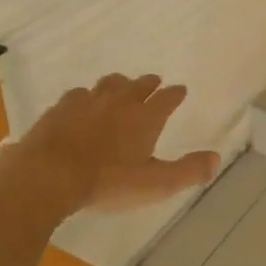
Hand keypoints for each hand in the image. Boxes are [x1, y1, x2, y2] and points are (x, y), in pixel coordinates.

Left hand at [6, 74, 220, 214]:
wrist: (49, 175)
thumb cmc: (108, 182)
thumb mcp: (155, 184)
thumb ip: (187, 171)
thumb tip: (216, 158)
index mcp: (145, 117)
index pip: (167, 98)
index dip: (175, 94)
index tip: (180, 90)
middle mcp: (119, 102)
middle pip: (138, 85)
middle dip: (149, 83)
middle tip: (155, 81)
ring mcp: (88, 101)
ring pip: (109, 84)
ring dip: (119, 84)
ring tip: (121, 85)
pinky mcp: (61, 108)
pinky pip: (79, 94)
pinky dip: (87, 96)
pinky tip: (82, 102)